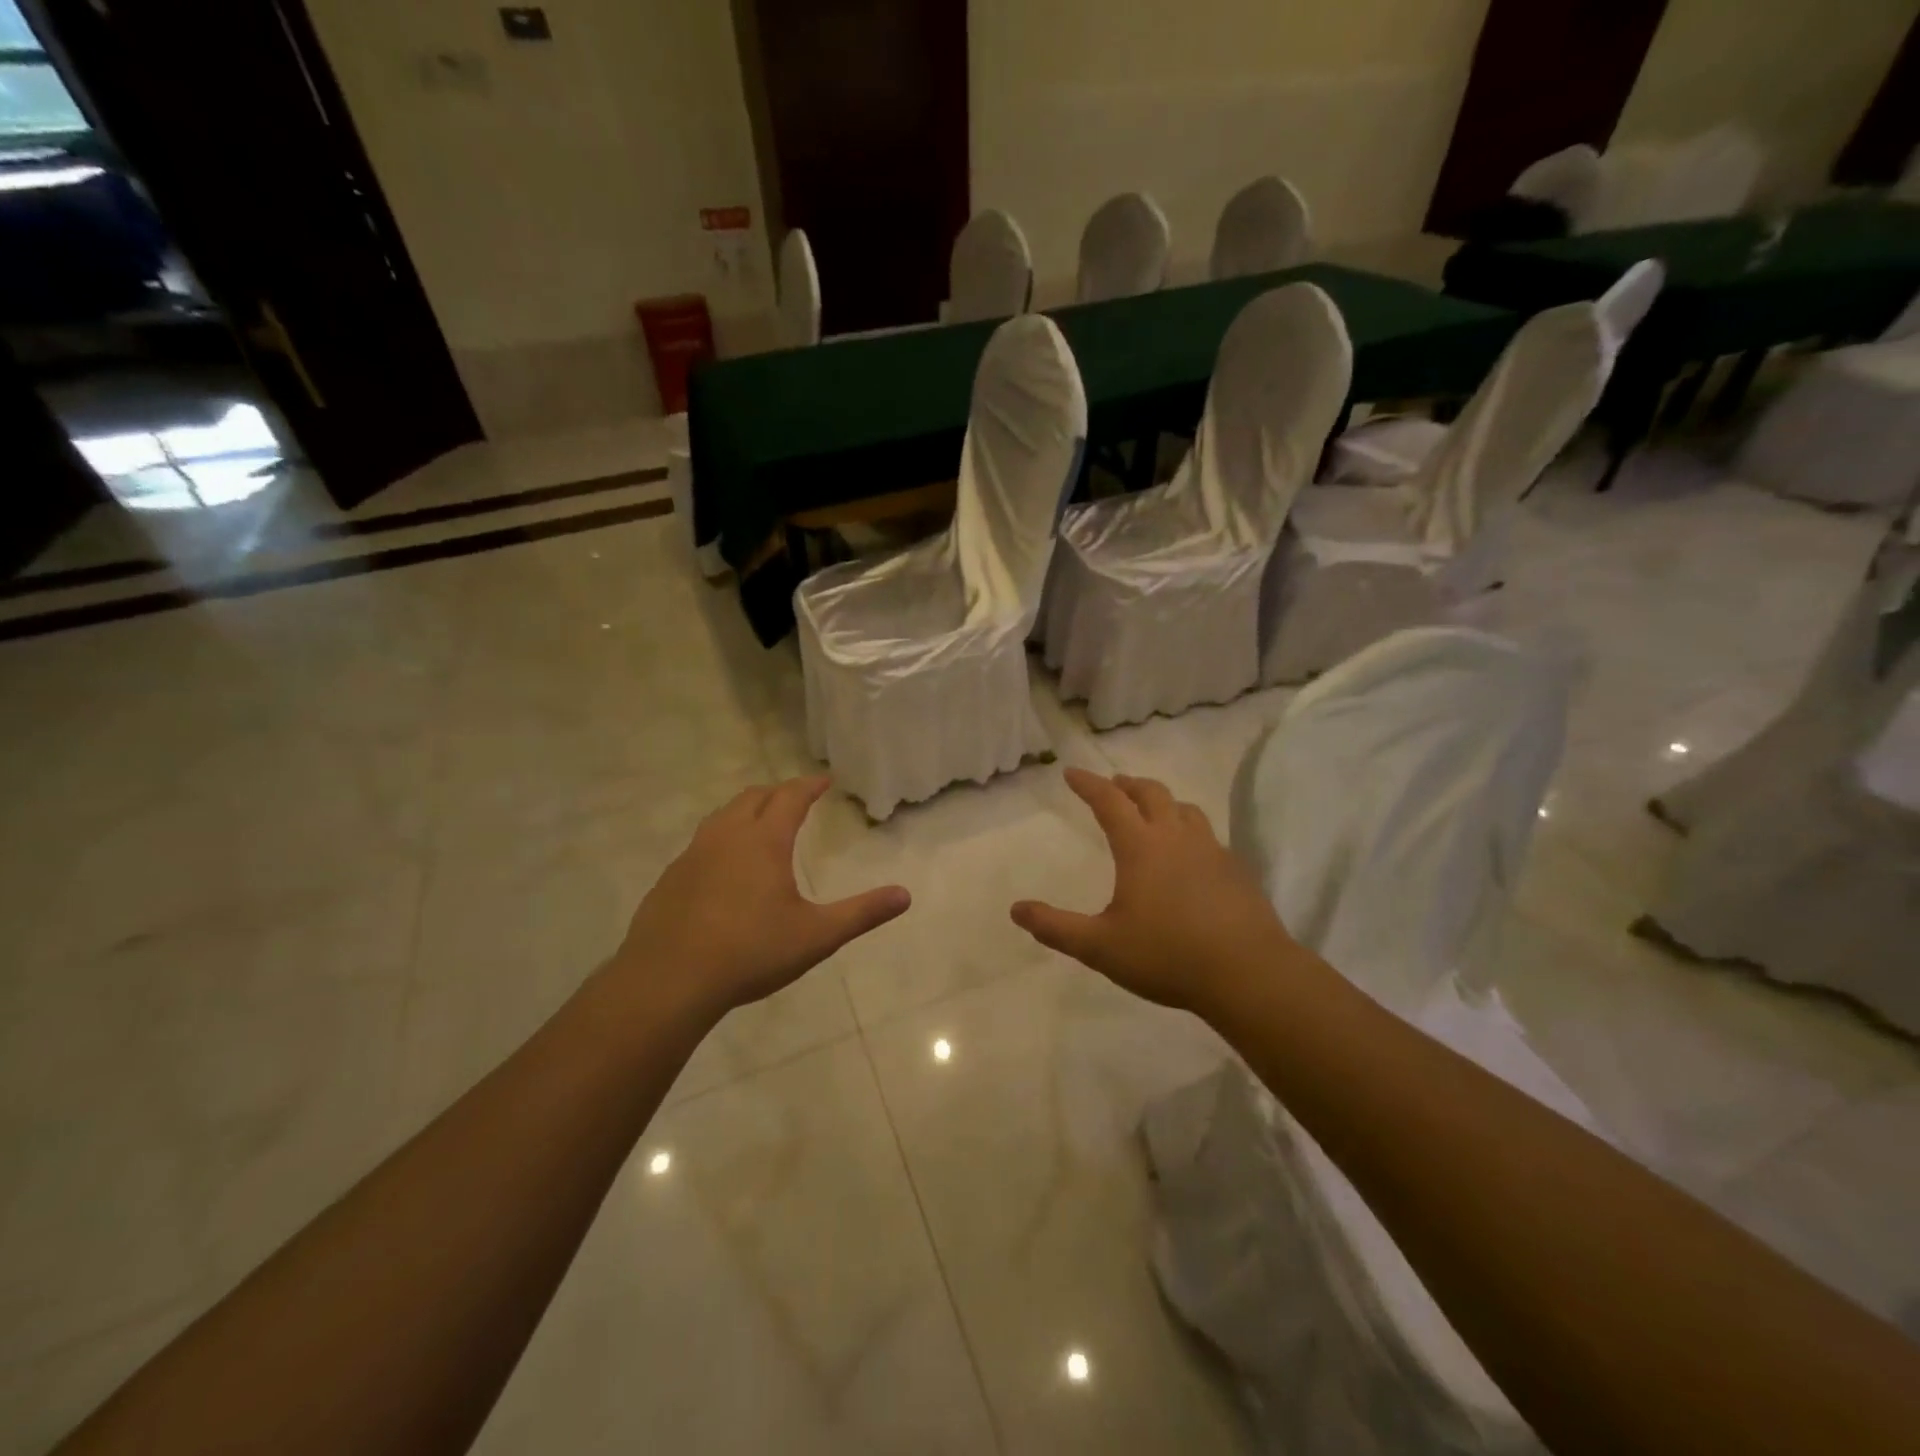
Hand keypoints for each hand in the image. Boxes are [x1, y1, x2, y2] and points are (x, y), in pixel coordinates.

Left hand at [615, 777, 908, 1020]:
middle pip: (752, 798)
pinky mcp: (670, 879)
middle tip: (795, 798)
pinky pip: (700, 844)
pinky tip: (723, 868)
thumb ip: (861, 913)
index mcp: (763, 841)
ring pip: (721, 817)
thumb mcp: (816, 936)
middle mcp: (726, 837)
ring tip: (759, 823)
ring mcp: (692, 856)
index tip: (824, 779)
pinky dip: (721, 839)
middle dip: (777, 793)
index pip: (790, 798)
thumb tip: (904, 895)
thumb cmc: (750, 952)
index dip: (810, 786)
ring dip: (745, 811)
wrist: (667, 981)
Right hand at [1012, 769, 1294, 1014]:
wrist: (1248, 974)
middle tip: (1113, 785)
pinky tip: (1188, 854)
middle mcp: (1176, 837)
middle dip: (1127, 784)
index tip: (1071, 772)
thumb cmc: (1167, 956)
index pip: (1109, 800)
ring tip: (1152, 811)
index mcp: (1141, 846)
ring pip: (1185, 809)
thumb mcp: (1100, 947)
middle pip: (1151, 793)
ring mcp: (1211, 850)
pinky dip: (1188, 829)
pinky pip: (1207, 835)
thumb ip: (1056, 927)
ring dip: (1162, 802)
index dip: (1088, 783)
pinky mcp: (1235, 870)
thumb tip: (1016, 910)